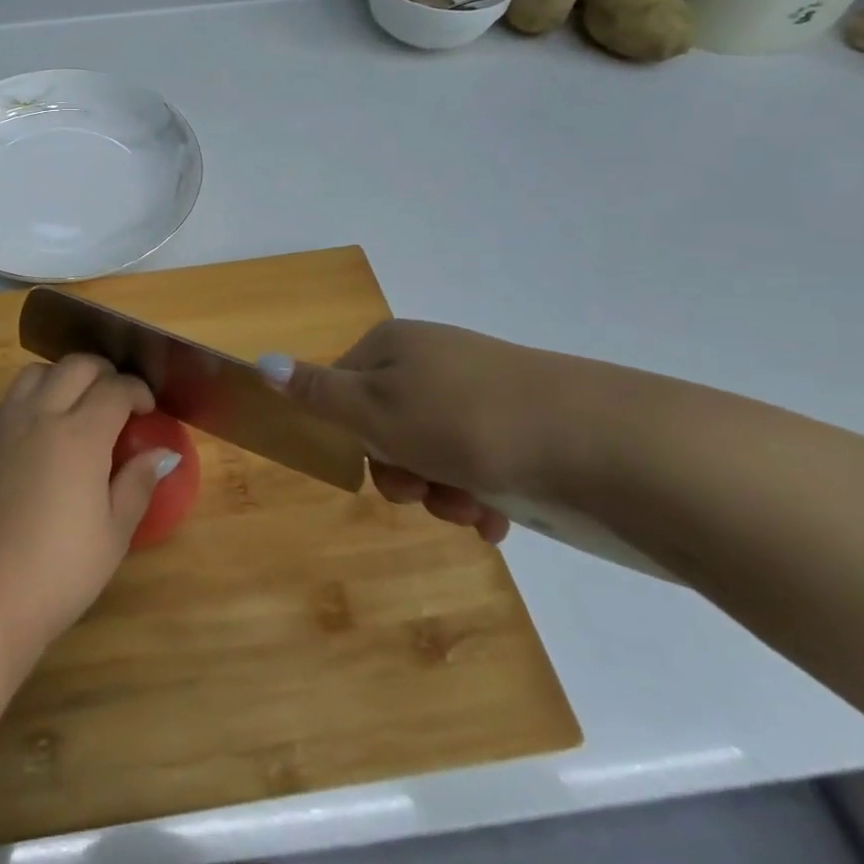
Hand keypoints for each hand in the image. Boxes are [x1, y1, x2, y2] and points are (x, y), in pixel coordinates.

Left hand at [0, 355, 174, 660]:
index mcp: (80, 435)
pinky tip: (44, 429)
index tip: (148, 408)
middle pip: (76, 366)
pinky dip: (36, 394)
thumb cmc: (56, 572)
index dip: (137, 390)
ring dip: (65, 375)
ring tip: (79, 404)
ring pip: (38, 371)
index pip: (115, 388)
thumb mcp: (112, 536)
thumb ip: (137, 485)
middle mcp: (41, 415)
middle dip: (105, 372)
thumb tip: (163, 454)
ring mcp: (6, 423)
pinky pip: (13, 396)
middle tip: (119, 399)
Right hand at [263, 321, 596, 544]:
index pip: (341, 389)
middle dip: (401, 472)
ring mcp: (480, 394)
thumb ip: (316, 392)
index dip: (350, 435)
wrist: (602, 444)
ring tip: (472, 509)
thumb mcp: (376, 409)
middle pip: (386, 427)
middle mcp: (433, 362)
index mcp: (394, 345)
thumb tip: (261, 363)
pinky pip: (478, 465)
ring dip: (441, 492)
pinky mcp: (521, 428)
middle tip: (425, 491)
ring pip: (432, 453)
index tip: (372, 464)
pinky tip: (497, 518)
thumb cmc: (466, 422)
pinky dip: (479, 496)